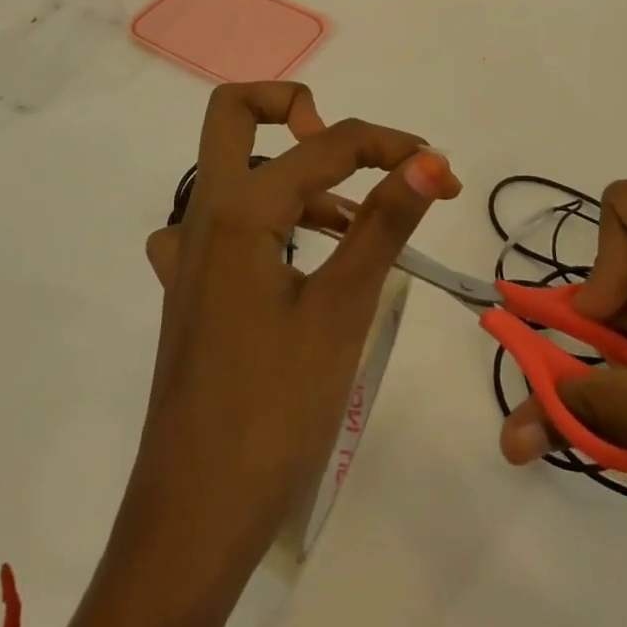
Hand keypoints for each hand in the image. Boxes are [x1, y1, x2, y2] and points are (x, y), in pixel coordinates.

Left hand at [52, 83, 458, 626]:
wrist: (193, 519)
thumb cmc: (272, 410)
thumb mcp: (340, 311)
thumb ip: (383, 225)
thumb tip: (429, 160)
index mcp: (237, 209)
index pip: (324, 146)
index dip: (388, 146)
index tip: (438, 170)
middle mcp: (202, 215)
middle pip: (233, 115)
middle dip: (291, 107)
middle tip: (344, 148)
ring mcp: (187, 253)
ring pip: (232, 171)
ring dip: (290, 170)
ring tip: (352, 218)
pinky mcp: (190, 289)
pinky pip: (223, 224)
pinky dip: (269, 216)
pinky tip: (303, 256)